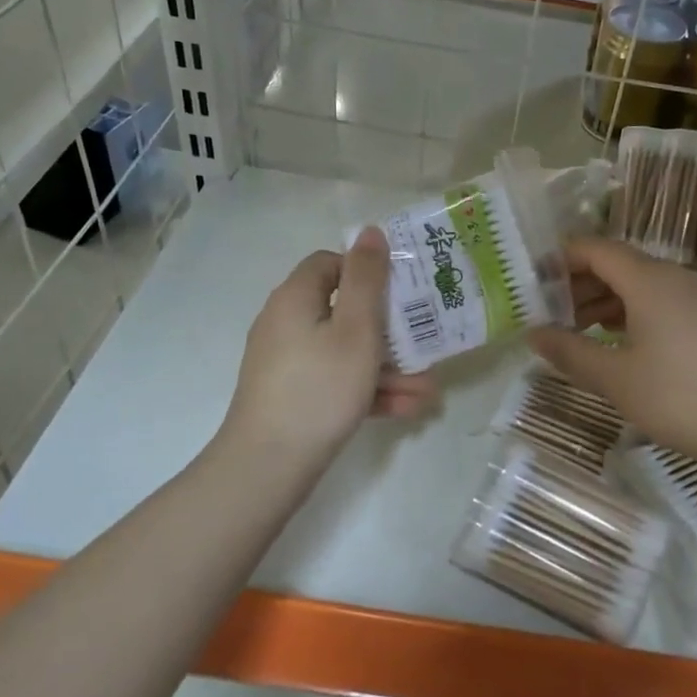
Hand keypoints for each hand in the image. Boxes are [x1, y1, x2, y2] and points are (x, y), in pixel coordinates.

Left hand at [220, 227, 437, 472]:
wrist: (268, 465)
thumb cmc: (320, 387)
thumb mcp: (356, 328)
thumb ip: (367, 278)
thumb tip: (369, 231)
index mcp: (296, 298)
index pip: (330, 263)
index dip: (367, 272)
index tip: (400, 293)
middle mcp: (286, 323)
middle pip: (344, 311)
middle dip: (390, 331)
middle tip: (426, 345)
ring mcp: (287, 363)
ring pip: (345, 352)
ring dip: (387, 367)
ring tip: (428, 390)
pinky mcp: (292, 395)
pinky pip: (335, 380)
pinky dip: (367, 390)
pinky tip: (406, 409)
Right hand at [528, 238, 696, 471]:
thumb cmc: (678, 398)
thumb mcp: (614, 378)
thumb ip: (569, 350)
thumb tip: (532, 333)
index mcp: (649, 280)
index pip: (596, 249)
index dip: (562, 259)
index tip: (533, 280)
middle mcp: (674, 277)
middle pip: (618, 264)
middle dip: (579, 282)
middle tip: (548, 310)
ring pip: (639, 284)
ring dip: (604, 299)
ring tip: (575, 328)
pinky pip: (660, 300)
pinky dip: (630, 311)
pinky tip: (616, 339)